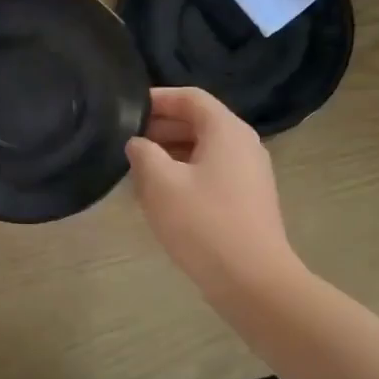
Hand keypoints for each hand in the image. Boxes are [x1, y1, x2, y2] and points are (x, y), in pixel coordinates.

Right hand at [126, 87, 298, 302]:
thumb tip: (138, 143)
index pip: (190, 97)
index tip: (126, 109)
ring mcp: (250, 173)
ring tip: (137, 169)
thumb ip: (143, 153)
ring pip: (204, 149)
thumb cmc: (203, 224)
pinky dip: (185, 172)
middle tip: (126, 141)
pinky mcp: (248, 199)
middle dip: (161, 127)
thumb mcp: (160, 183)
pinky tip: (161, 195)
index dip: (157, 98)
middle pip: (198, 121)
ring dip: (170, 152)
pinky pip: (212, 172)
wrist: (253, 282)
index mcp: (226, 130)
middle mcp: (243, 144)